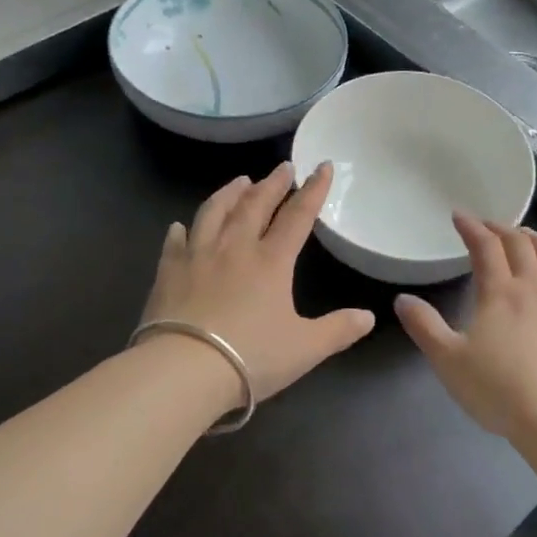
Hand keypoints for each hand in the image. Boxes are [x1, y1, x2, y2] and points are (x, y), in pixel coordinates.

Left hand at [139, 163, 376, 401]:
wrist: (184, 370)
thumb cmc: (251, 357)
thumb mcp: (305, 348)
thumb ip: (338, 330)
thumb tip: (368, 317)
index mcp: (271, 261)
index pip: (298, 216)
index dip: (313, 190)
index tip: (323, 166)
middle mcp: (235, 248)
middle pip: (255, 205)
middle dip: (272, 183)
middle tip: (282, 166)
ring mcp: (198, 256)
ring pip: (214, 213)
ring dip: (229, 193)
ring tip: (239, 181)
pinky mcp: (168, 271)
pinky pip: (175, 242)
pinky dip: (181, 230)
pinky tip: (179, 226)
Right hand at [395, 215, 536, 439]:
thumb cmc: (499, 390)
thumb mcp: (449, 361)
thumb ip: (424, 326)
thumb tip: (402, 299)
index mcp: (500, 292)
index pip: (485, 247)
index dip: (472, 227)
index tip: (459, 216)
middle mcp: (534, 286)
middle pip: (519, 244)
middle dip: (500, 229)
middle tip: (487, 226)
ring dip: (534, 238)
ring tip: (524, 236)